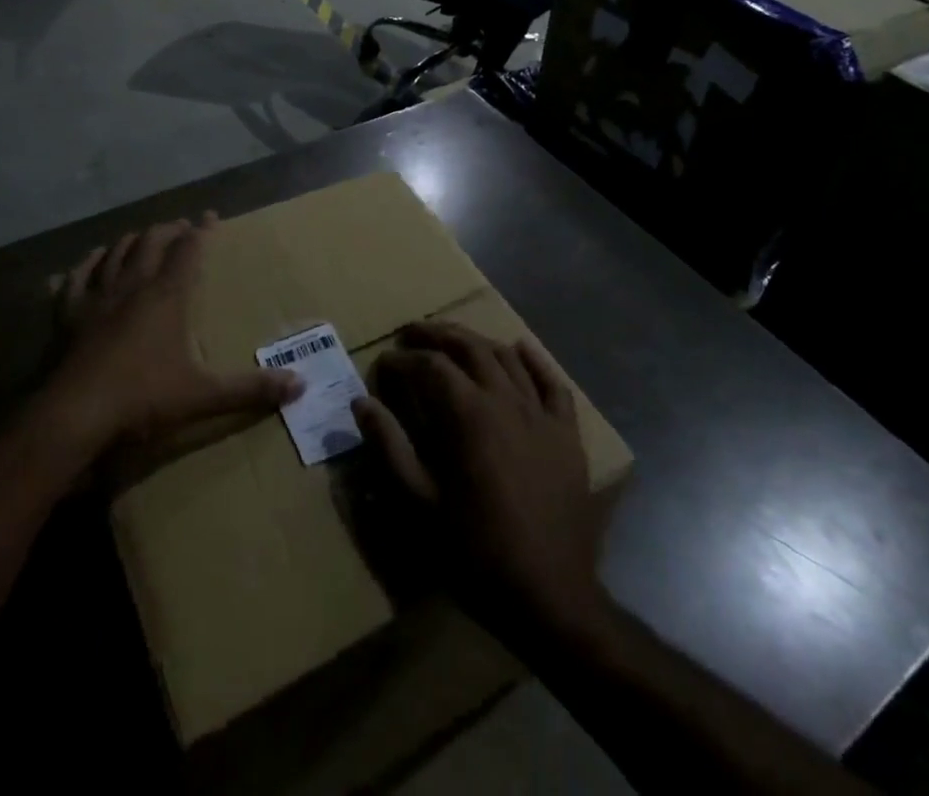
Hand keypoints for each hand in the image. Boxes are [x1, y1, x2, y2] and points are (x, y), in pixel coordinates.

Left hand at [44, 213, 298, 454]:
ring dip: (132, 240)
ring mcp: (96, 296)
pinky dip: (88, 262)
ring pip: (115, 252)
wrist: (74, 416)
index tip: (211, 216)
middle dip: (169, 229)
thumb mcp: (203, 396)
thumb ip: (250, 390)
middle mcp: (132, 285)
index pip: (189, 249)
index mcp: (166, 296)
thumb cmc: (142, 399)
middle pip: (151, 241)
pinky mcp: (67, 313)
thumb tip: (300, 386)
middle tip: (181, 228)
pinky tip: (92, 259)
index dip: (202, 230)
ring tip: (143, 238)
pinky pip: (76, 276)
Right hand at [352, 321, 605, 639]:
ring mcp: (541, 414)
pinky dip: (534, 360)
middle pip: (469, 347)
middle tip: (412, 332)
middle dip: (437, 334)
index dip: (403, 359)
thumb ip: (389, 447)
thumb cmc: (476, 551)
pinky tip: (519, 348)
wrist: (550, 596)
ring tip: (454, 340)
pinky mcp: (567, 433)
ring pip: (507, 358)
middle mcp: (505, 400)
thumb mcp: (419, 504)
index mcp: (468, 415)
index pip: (430, 366)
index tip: (384, 362)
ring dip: (476, 341)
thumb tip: (361, 403)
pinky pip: (552, 383)